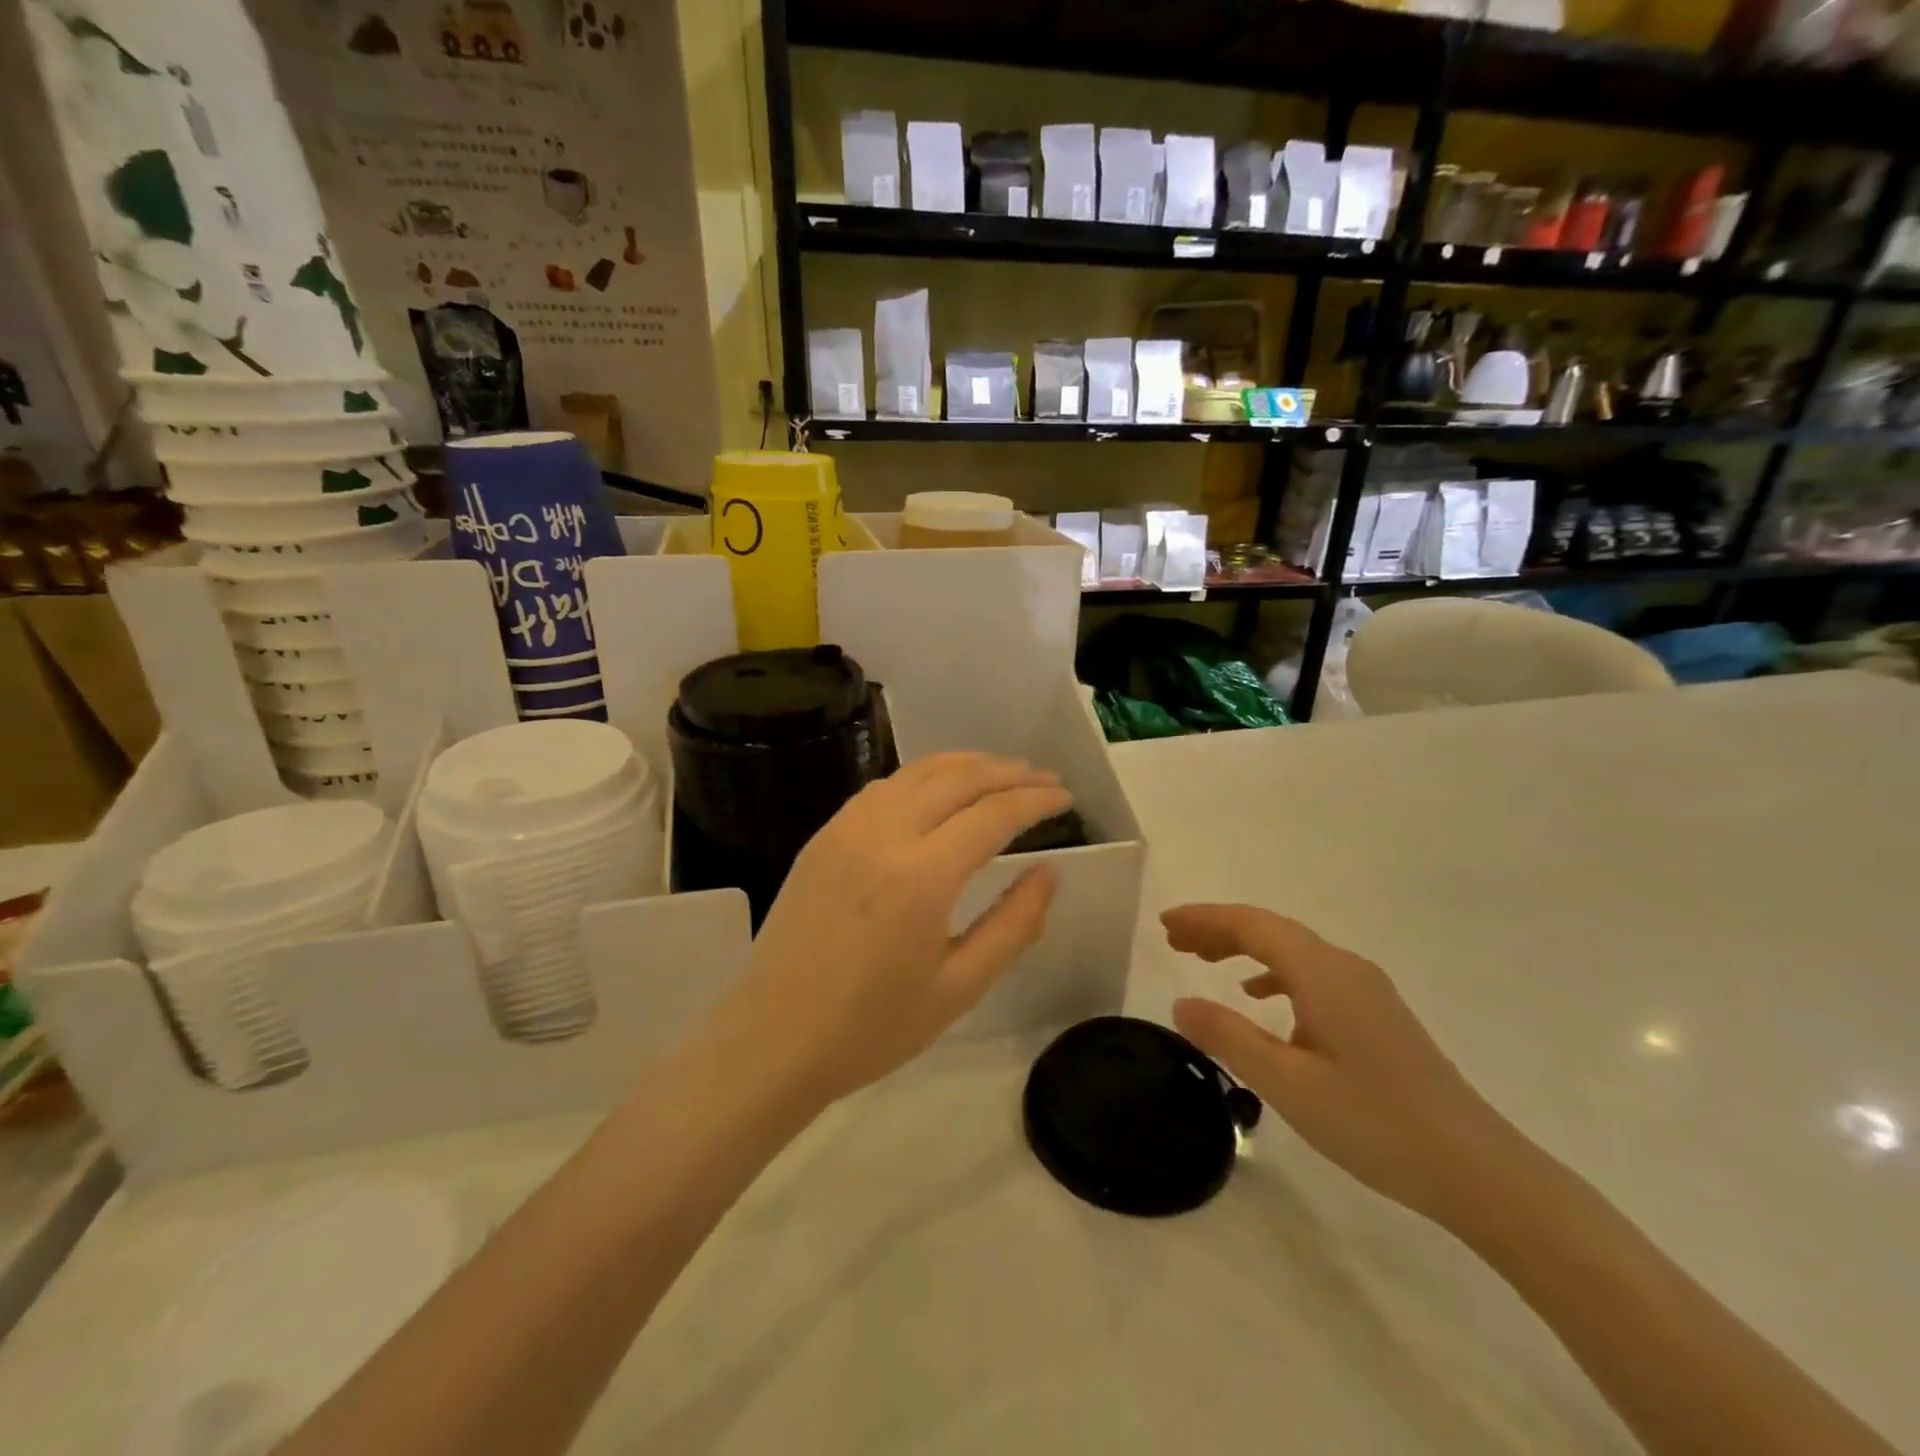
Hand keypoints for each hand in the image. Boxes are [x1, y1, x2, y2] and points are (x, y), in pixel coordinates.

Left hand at [713, 754, 1069, 1110]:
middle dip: (1007, 772)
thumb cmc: (872, 1027)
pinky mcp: (824, 835)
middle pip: (957, 779)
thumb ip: (1014, 924)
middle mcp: (883, 835)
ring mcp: (846, 828)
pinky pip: (883, 787)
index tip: (1065, 796)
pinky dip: (923, 776)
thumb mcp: (959, 987)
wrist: (774, 1039)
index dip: (1035, 799)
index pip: (993, 814)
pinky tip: (938, 789)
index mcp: (921, 876)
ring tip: (1000, 771)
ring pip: (917, 772)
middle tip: (1043, 777)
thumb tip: (1050, 872)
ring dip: (965, 765)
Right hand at [1164, 905, 1525, 1226]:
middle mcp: (1346, 968)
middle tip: (1173, 940)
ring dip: (1244, 948)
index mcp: (1323, 974)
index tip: (1165, 924)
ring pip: (1292, 951)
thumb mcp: (1288, 1085)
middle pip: (1272, 931)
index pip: (1253, 925)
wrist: (1479, 1172)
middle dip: (1219, 929)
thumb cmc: (1376, 1124)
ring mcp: (1366, 991)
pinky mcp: (1377, 1016)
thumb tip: (1181, 1003)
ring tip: (1203, 960)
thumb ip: (1230, 1038)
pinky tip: (1260, 996)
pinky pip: (1312, 975)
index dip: (1205, 919)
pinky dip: (1274, 973)